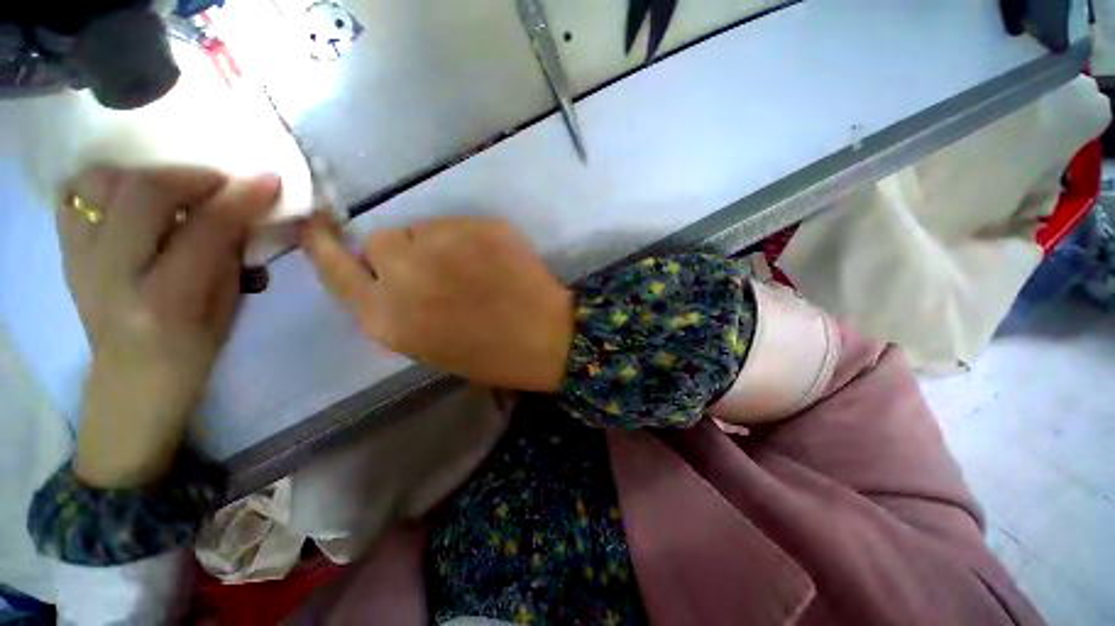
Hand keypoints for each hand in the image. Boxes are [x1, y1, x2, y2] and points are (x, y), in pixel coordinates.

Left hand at [59, 167, 279, 487]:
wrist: (131, 382)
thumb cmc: (192, 351)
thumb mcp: (227, 308)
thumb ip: (230, 255)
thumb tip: (242, 210)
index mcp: (165, 302)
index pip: (204, 231)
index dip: (240, 199)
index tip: (269, 179)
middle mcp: (112, 275)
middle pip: (142, 194)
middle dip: (190, 177)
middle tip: (221, 183)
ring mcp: (79, 261)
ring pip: (99, 184)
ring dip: (146, 176)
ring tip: (174, 190)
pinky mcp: (65, 253)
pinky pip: (75, 197)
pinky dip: (106, 185)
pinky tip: (133, 200)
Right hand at [301, 214, 573, 391]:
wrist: (544, 338)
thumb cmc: (489, 353)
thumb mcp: (427, 343)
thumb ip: (396, 307)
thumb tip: (388, 273)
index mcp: (387, 319)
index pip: (335, 271)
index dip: (322, 245)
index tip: (313, 224)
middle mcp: (404, 276)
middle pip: (380, 240)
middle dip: (402, 252)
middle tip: (436, 269)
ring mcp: (442, 246)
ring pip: (420, 228)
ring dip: (434, 244)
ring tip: (470, 269)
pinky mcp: (477, 226)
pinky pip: (457, 224)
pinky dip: (466, 239)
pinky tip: (491, 261)